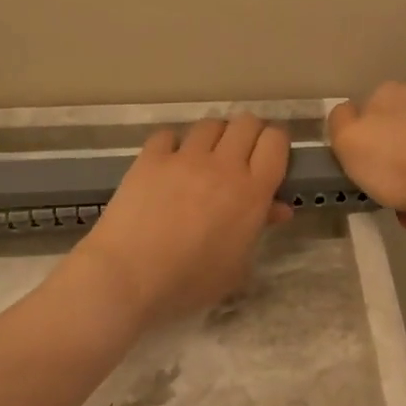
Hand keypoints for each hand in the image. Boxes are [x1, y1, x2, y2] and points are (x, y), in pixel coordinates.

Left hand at [67, 115, 292, 327]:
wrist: (128, 277)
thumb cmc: (190, 282)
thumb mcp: (236, 266)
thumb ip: (258, 229)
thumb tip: (276, 209)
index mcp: (252, 192)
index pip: (276, 142)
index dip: (277, 143)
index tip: (271, 157)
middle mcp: (223, 165)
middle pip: (246, 122)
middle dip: (249, 134)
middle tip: (242, 155)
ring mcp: (184, 157)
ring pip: (210, 124)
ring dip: (215, 137)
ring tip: (207, 157)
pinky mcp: (150, 158)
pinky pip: (169, 135)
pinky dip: (174, 144)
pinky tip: (169, 163)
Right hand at [327, 81, 405, 230]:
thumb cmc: (399, 167)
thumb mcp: (349, 146)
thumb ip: (341, 123)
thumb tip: (350, 112)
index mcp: (386, 95)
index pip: (368, 116)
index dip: (369, 149)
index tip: (374, 180)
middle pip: (405, 127)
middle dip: (403, 161)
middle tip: (405, 202)